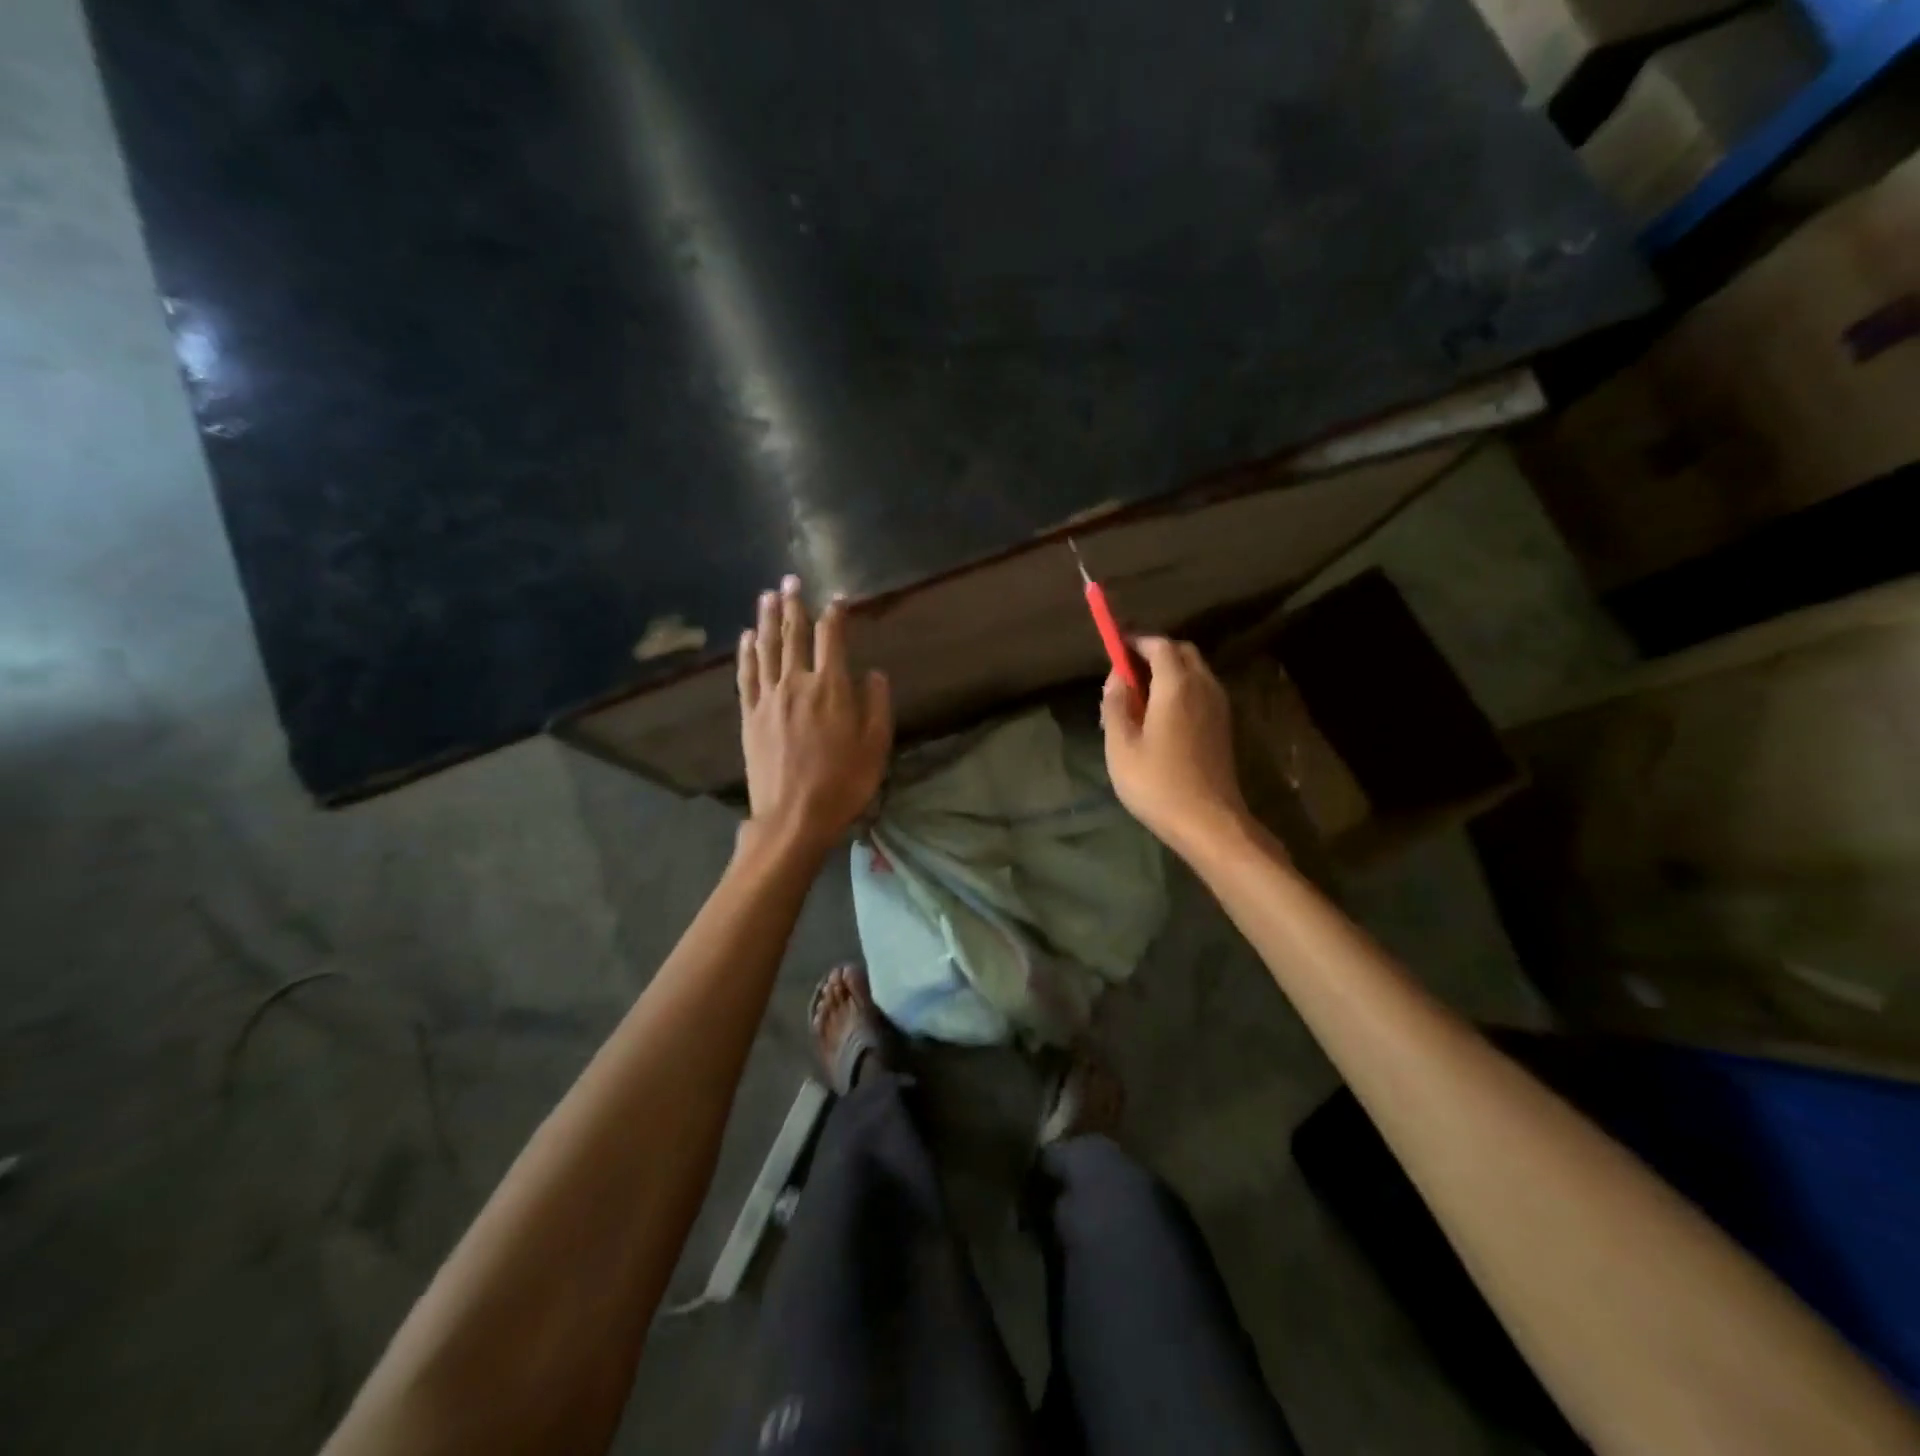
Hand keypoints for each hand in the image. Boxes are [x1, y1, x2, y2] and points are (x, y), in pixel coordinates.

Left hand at [738, 575, 892, 856]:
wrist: (793, 817)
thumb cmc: (843, 783)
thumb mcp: (876, 746)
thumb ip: (876, 704)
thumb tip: (872, 673)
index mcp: (831, 688)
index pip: (832, 638)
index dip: (835, 614)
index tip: (837, 598)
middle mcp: (797, 683)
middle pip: (794, 634)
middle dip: (794, 605)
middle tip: (791, 579)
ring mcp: (769, 698)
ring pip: (767, 648)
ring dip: (767, 619)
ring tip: (767, 595)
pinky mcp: (750, 716)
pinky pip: (746, 675)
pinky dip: (747, 652)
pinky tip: (747, 637)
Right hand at [1101, 637, 1250, 857]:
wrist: (1208, 821)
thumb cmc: (1157, 783)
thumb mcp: (1120, 746)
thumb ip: (1115, 704)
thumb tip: (1116, 677)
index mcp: (1177, 685)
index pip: (1159, 645)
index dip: (1136, 641)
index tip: (1115, 645)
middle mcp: (1203, 686)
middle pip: (1181, 652)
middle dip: (1154, 652)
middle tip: (1127, 669)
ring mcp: (1218, 706)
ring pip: (1195, 671)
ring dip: (1169, 671)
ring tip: (1140, 694)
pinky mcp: (1223, 725)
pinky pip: (1201, 690)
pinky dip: (1181, 688)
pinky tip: (1161, 714)